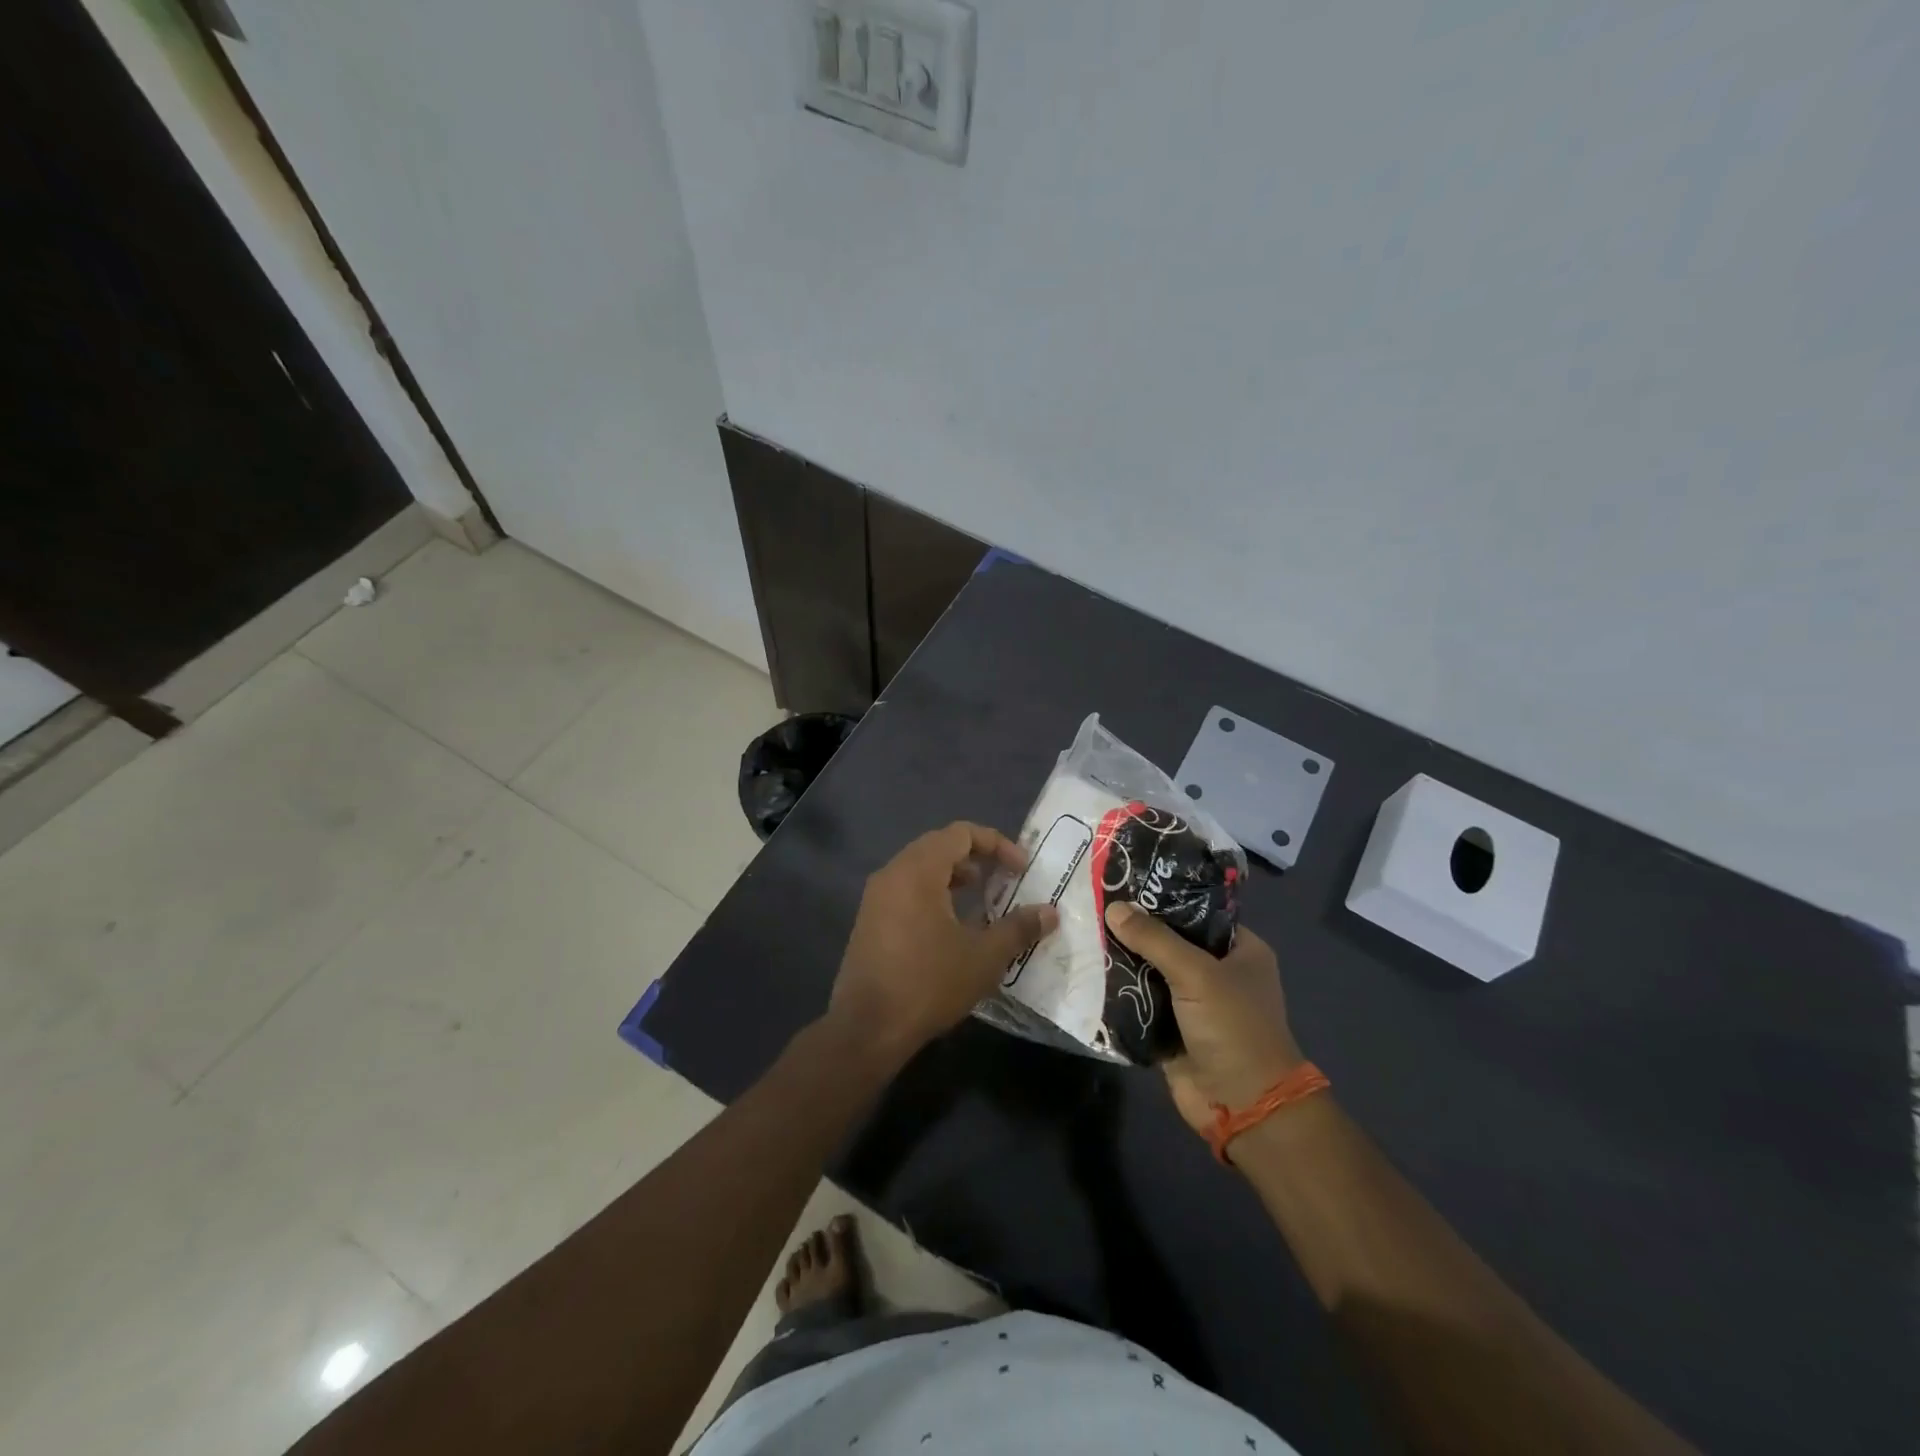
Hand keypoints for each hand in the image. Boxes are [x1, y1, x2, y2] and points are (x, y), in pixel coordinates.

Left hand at [829, 822, 1057, 1060]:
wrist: (866, 1028)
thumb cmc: (928, 983)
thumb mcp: (983, 957)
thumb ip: (1018, 928)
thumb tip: (1050, 913)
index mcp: (918, 870)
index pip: (960, 833)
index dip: (996, 844)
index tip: (1021, 869)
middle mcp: (893, 873)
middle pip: (939, 845)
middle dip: (976, 857)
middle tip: (1004, 880)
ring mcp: (876, 897)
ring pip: (921, 868)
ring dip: (954, 876)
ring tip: (982, 901)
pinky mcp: (869, 920)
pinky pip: (906, 889)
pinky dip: (934, 893)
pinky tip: (952, 926)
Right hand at [1103, 903, 1302, 1136]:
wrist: (1243, 1106)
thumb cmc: (1233, 1028)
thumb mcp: (1197, 974)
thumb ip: (1154, 939)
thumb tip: (1114, 907)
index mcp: (1240, 949)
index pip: (1196, 911)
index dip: (1163, 896)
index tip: (1124, 880)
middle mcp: (1217, 971)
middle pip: (1169, 940)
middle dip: (1135, 928)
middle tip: (1093, 904)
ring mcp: (1192, 1002)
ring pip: (1151, 970)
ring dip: (1122, 959)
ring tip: (1082, 930)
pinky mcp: (1170, 1028)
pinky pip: (1139, 1001)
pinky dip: (1119, 991)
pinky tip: (1086, 969)